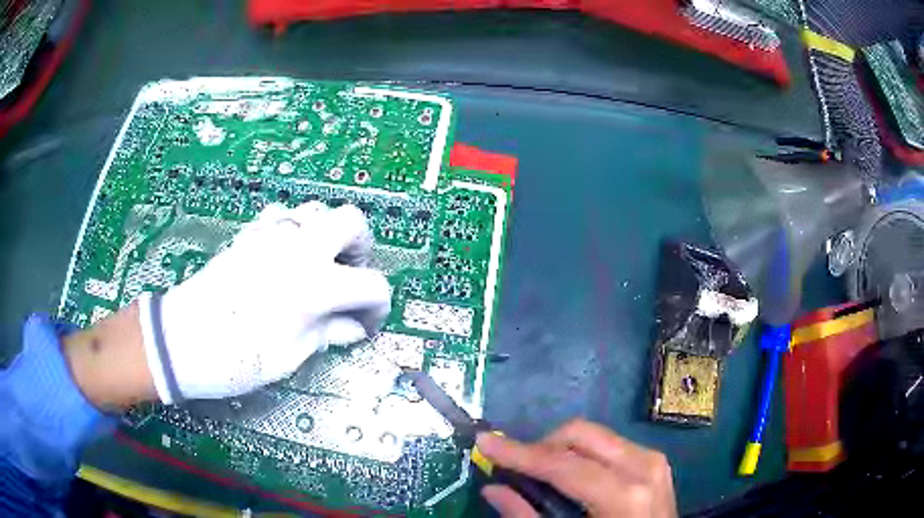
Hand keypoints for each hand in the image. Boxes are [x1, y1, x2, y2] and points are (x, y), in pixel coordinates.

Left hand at [138, 202, 390, 402]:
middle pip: (352, 221)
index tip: (367, 323)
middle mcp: (299, 248)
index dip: (378, 307)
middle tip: (349, 277)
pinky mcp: (249, 234)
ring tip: (319, 265)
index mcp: (316, 284)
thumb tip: (355, 327)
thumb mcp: (291, 355)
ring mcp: (272, 235)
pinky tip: (286, 255)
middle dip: (361, 249)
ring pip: (317, 209)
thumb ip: (329, 333)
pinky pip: (283, 215)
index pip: (372, 284)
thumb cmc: (237, 358)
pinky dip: (295, 229)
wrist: (182, 340)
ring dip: (328, 234)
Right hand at [476, 419, 676, 517]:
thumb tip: (492, 489)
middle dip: (543, 446)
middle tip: (520, 468)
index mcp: (623, 494)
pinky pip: (610, 445)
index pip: (561, 464)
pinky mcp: (655, 462)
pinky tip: (574, 478)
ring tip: (545, 476)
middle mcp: (642, 466)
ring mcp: (653, 460)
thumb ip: (527, 517)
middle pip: (580, 434)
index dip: (518, 453)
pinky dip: (583, 455)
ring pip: (595, 436)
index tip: (484, 442)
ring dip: (562, 450)